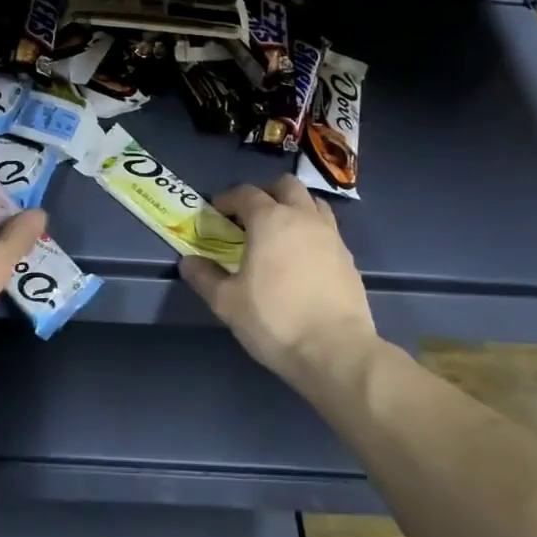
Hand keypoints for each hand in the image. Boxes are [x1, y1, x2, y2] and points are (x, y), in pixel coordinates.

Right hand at [181, 175, 376, 386]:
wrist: (337, 351)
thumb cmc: (276, 320)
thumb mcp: (227, 302)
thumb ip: (204, 277)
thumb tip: (188, 261)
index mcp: (270, 219)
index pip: (245, 193)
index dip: (228, 199)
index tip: (217, 213)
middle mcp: (302, 217)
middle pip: (285, 185)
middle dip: (266, 193)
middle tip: (251, 217)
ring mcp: (330, 235)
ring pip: (312, 202)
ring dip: (295, 207)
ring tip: (281, 232)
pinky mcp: (348, 258)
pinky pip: (328, 229)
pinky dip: (312, 232)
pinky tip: (303, 259)